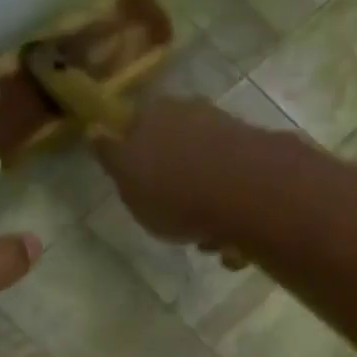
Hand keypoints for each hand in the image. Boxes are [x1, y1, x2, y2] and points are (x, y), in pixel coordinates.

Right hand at [93, 97, 277, 245]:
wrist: (245, 193)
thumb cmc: (173, 192)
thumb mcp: (126, 179)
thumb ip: (111, 156)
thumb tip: (96, 129)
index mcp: (154, 114)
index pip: (136, 130)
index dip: (137, 160)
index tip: (141, 191)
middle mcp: (193, 114)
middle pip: (178, 154)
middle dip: (178, 189)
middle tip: (175, 222)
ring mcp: (230, 134)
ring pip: (210, 177)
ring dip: (208, 210)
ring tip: (208, 241)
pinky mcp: (260, 160)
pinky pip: (239, 194)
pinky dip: (233, 218)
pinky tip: (232, 242)